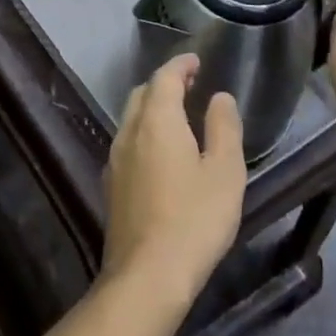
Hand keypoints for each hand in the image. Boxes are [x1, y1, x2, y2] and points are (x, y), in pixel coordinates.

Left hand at [101, 54, 246, 307]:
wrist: (147, 275)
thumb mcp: (224, 171)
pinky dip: (144, 132)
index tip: (196, 60)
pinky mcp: (111, 186)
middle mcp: (128, 133)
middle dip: (164, 83)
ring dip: (152, 108)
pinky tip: (160, 152)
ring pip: (131, 119)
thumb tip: (219, 97)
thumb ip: (223, 127)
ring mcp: (115, 160)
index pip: (164, 78)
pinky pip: (127, 143)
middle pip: (142, 94)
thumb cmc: (195, 219)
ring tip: (178, 114)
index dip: (180, 65)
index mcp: (157, 122)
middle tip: (189, 84)